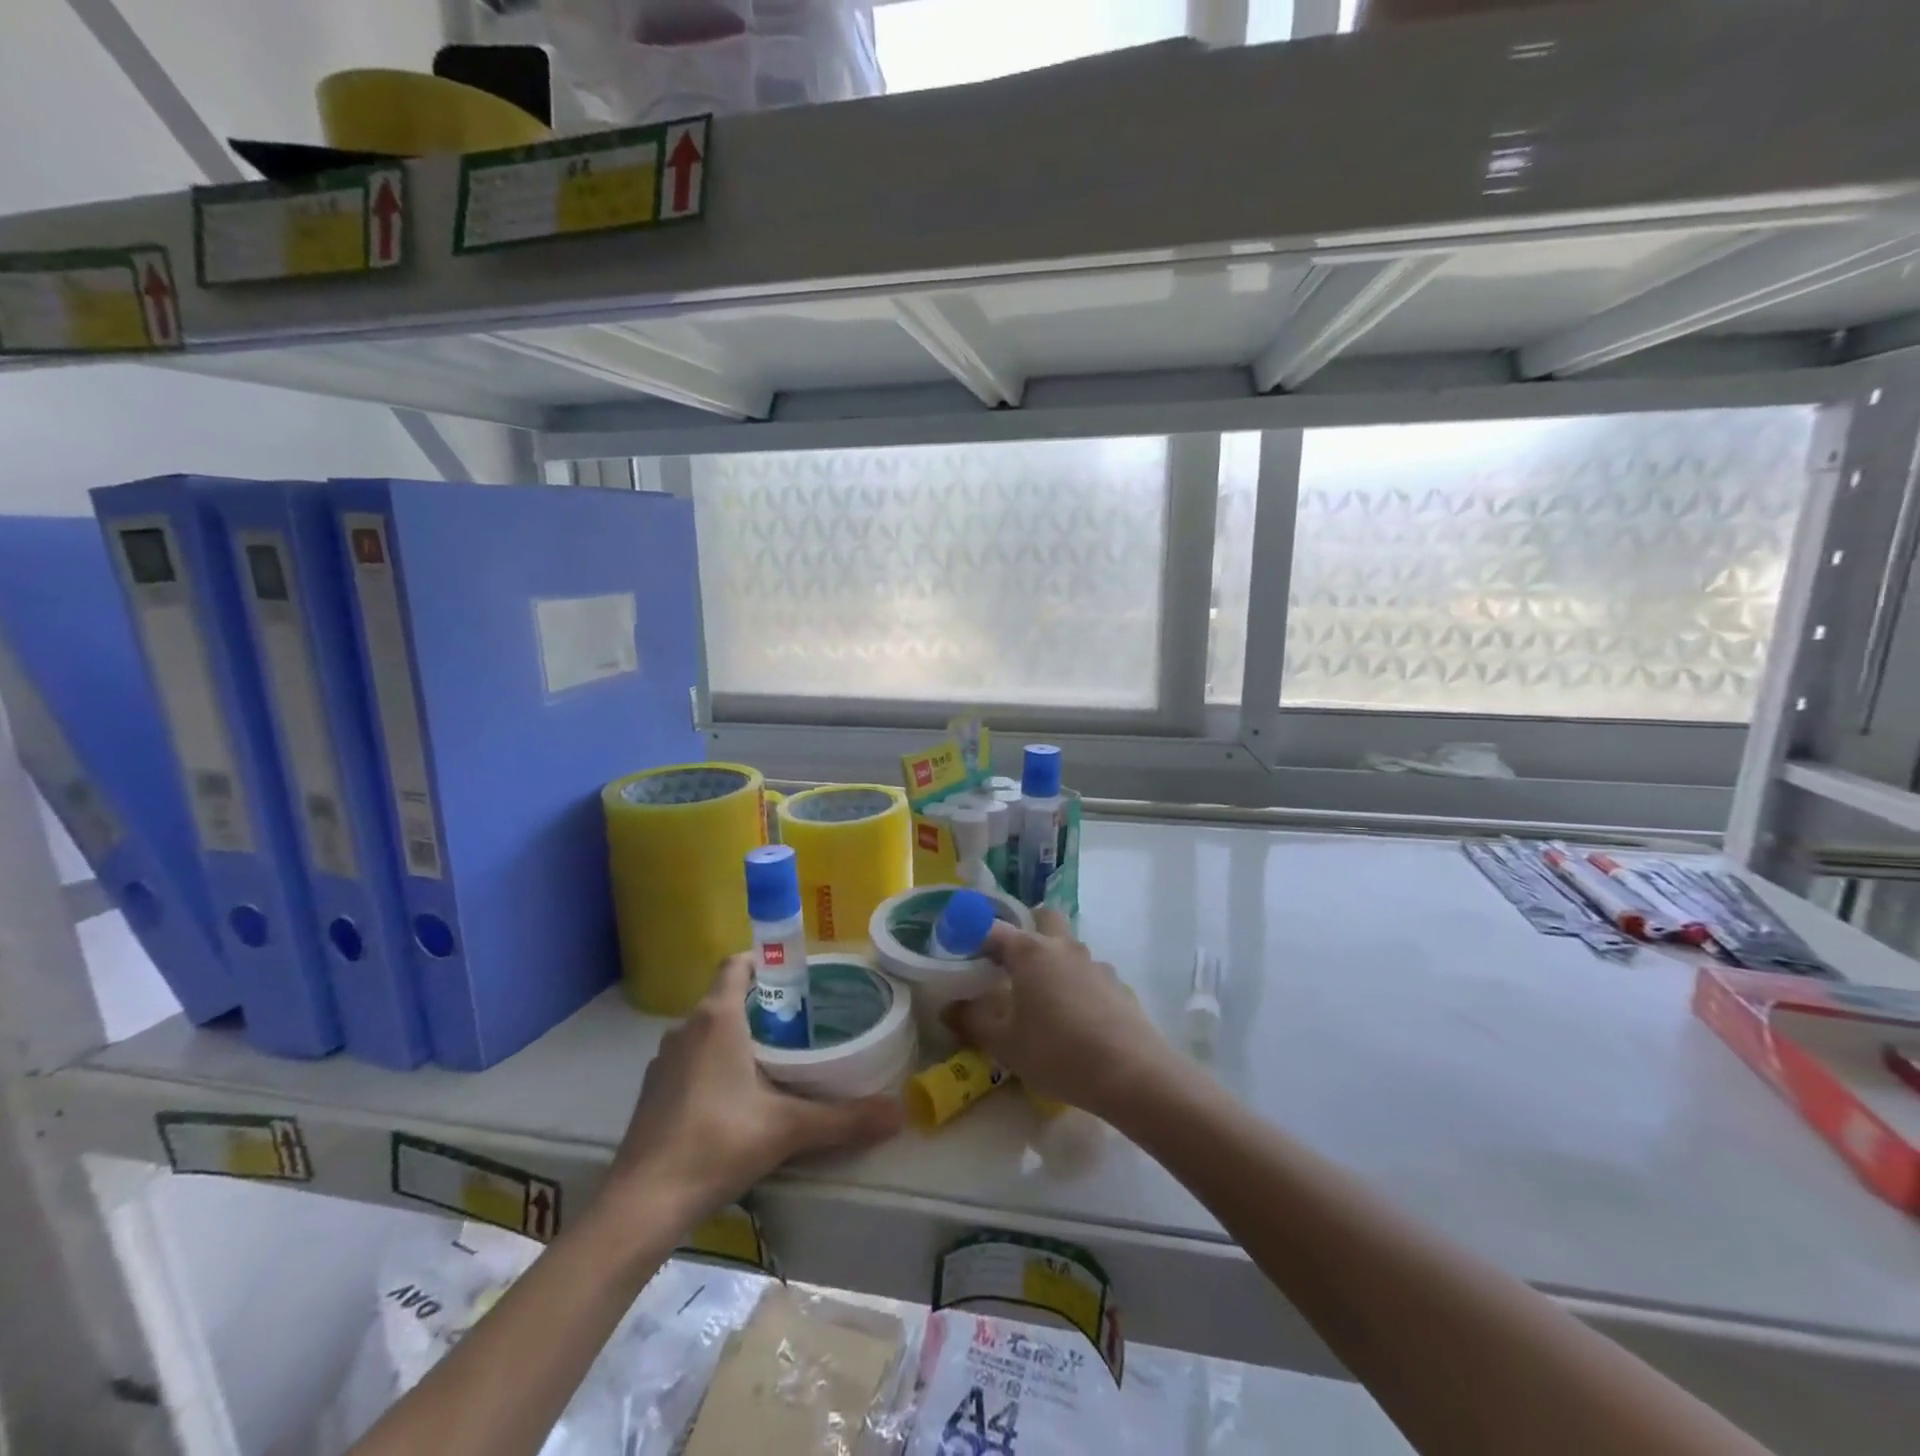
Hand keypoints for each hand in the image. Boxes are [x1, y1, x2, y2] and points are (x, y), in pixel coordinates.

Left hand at [607, 955, 902, 1219]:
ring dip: (737, 1034)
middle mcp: (686, 1028)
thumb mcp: (787, 1129)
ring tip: (776, 1057)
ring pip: (707, 1029)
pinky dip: (714, 1062)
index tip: (796, 975)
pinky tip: (737, 1097)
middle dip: (762, 1003)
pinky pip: (691, 1057)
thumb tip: (900, 1114)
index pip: (737, 964)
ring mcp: (664, 1060)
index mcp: (717, 1018)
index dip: (765, 960)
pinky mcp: (652, 1090)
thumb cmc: (716, 1144)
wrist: (642, 1205)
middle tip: (802, 1021)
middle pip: (727, 997)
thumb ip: (844, 1119)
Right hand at [945, 908, 1180, 1121]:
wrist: (1132, 1074)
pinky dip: (1078, 987)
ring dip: (1055, 962)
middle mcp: (1064, 948)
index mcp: (1031, 952)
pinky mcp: (1119, 987)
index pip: (995, 929)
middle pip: (1045, 918)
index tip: (962, 952)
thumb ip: (973, 1022)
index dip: (975, 936)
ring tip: (1043, 1001)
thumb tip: (949, 1008)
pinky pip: (1090, 976)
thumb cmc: (1057, 1052)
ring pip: (1070, 948)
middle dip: (1028, 929)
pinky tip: (1076, 1022)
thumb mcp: (1005, 1044)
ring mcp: (1096, 965)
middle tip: (1011, 962)